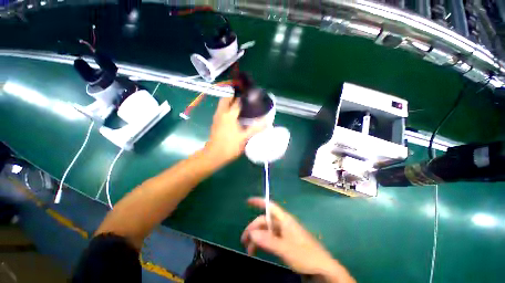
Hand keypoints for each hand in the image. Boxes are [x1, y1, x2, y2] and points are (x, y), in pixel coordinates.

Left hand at [204, 97, 264, 164]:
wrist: (215, 155)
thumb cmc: (230, 145)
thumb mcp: (245, 137)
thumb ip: (256, 128)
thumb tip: (267, 121)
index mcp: (229, 115)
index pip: (237, 101)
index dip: (245, 97)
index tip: (252, 96)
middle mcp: (221, 113)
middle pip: (226, 98)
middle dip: (234, 95)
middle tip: (244, 98)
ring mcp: (217, 117)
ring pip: (222, 104)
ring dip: (230, 101)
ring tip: (241, 105)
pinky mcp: (215, 122)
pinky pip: (221, 110)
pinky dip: (227, 108)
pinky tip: (234, 115)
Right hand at [241, 198, 354, 282]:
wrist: (321, 267)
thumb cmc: (304, 255)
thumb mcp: (285, 248)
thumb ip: (268, 240)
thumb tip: (252, 233)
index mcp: (284, 220)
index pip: (270, 206)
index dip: (259, 202)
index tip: (248, 201)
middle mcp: (283, 224)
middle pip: (265, 221)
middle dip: (253, 228)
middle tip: (244, 240)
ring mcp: (284, 233)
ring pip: (266, 231)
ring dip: (257, 237)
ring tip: (249, 250)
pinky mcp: (285, 242)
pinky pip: (270, 238)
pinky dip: (262, 243)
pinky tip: (257, 250)